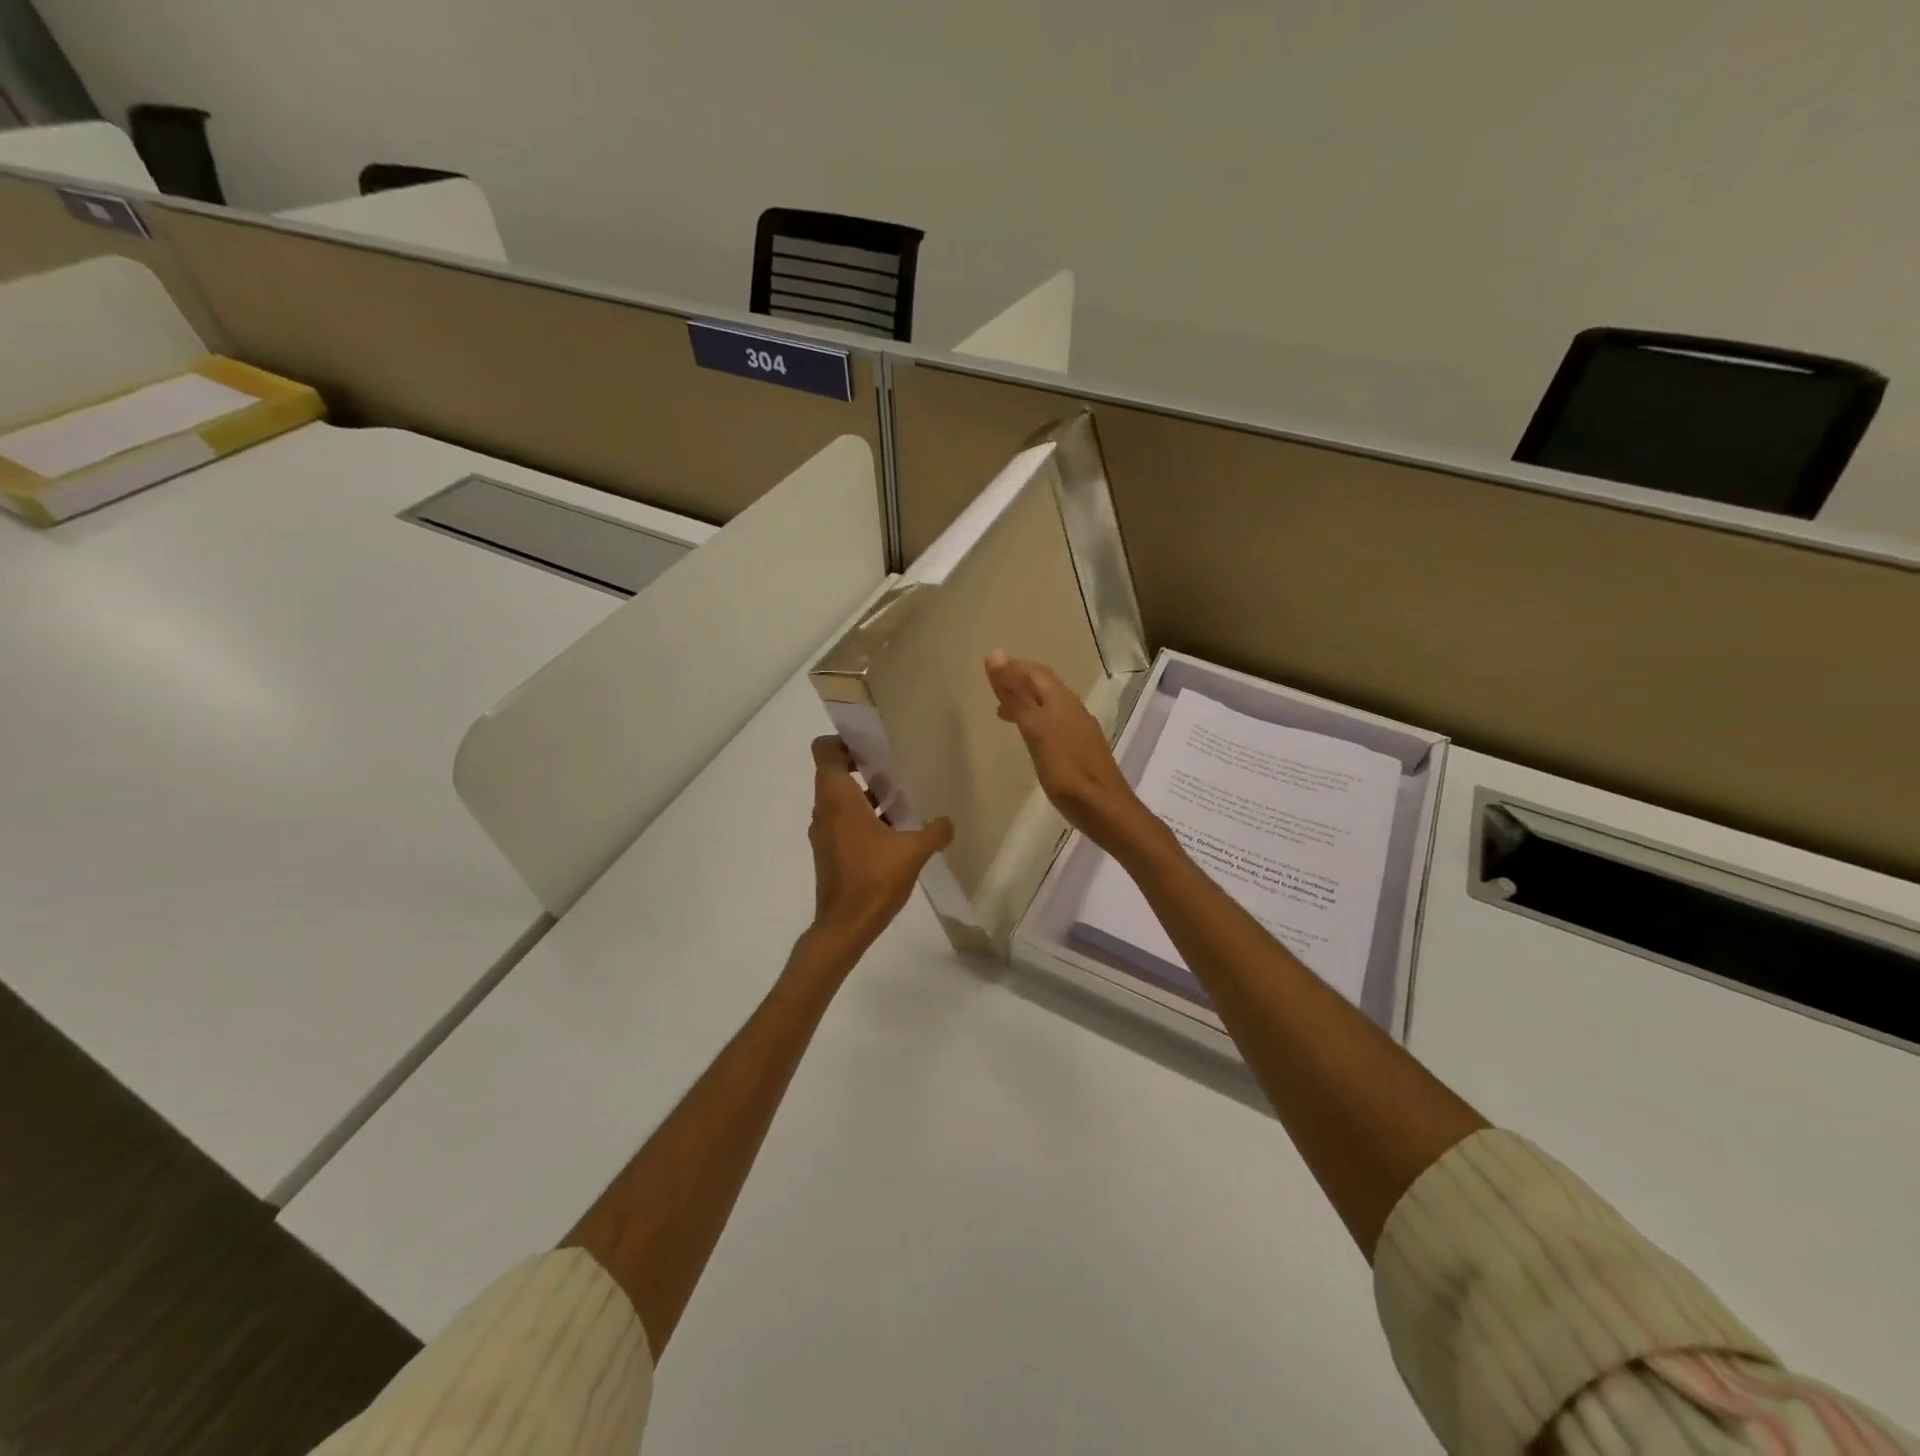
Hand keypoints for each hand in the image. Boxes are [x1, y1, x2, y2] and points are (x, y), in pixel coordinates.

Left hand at [806, 736, 952, 962]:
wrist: (845, 926)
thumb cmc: (874, 879)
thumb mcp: (913, 851)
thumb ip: (934, 832)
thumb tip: (947, 822)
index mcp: (837, 798)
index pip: (825, 750)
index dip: (844, 740)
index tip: (872, 743)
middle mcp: (824, 809)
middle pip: (834, 771)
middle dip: (862, 764)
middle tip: (894, 765)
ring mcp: (824, 832)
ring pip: (839, 798)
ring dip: (864, 793)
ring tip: (899, 797)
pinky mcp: (829, 851)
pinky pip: (842, 820)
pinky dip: (862, 816)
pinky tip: (892, 830)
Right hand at [985, 650, 1151, 851]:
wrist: (1104, 808)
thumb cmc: (1066, 769)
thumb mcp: (1035, 729)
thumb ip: (1015, 694)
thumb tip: (996, 654)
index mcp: (1061, 700)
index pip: (1035, 671)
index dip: (1013, 666)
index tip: (988, 669)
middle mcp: (1073, 708)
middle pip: (1043, 686)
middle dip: (1018, 682)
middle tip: (992, 689)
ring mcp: (1079, 729)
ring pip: (1048, 705)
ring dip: (1025, 702)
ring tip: (1002, 712)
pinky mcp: (1080, 749)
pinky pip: (1054, 723)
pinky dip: (1035, 720)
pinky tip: (1029, 737)